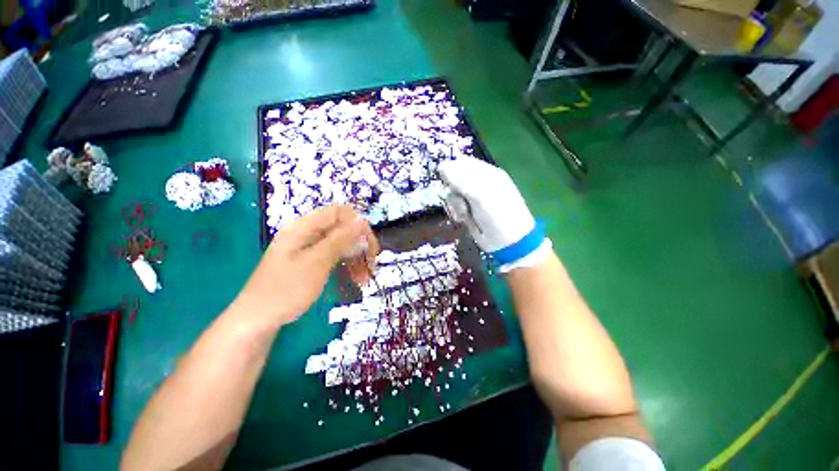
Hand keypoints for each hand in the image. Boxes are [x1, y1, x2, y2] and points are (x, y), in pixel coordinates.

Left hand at [234, 205, 379, 326]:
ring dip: (357, 259)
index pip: (340, 212)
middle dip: (360, 245)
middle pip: (343, 229)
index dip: (358, 225)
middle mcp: (308, 233)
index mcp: (304, 227)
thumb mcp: (317, 262)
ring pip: (342, 245)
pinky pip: (335, 257)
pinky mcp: (312, 261)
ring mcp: (310, 248)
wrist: (258, 319)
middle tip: (372, 264)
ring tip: (365, 279)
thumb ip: (340, 239)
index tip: (370, 245)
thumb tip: (361, 220)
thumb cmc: (286, 289)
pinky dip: (348, 266)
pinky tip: (356, 280)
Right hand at [438, 157, 549, 271]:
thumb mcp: (480, 194)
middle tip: (458, 198)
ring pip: (453, 193)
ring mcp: (473, 198)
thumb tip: (441, 166)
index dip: (452, 168)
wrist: (508, 241)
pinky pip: (454, 206)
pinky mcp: (468, 211)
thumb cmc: (498, 214)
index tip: (444, 178)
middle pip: (455, 178)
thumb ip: (460, 180)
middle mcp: (479, 183)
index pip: (464, 163)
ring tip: (463, 213)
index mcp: (487, 173)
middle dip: (452, 188)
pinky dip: (456, 212)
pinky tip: (462, 219)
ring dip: (454, 203)